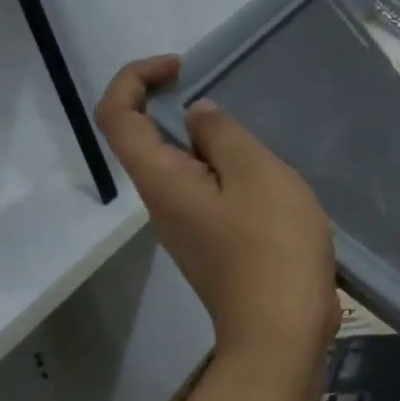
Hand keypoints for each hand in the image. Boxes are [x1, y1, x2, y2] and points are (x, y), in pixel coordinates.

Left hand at [95, 56, 336, 365]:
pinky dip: (228, 172)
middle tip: (235, 102)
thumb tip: (197, 116)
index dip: (136, 78)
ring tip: (261, 142)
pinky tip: (270, 181)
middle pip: (147, 142)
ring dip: (212, 143)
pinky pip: (209, 194)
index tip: (183, 68)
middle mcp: (163, 205)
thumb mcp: (257, 175)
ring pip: (183, 169)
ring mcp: (188, 230)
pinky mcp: (214, 247)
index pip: (116, 117)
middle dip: (179, 107)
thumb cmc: (272, 247)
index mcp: (163, 182)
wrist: (283, 332)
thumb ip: (224, 136)